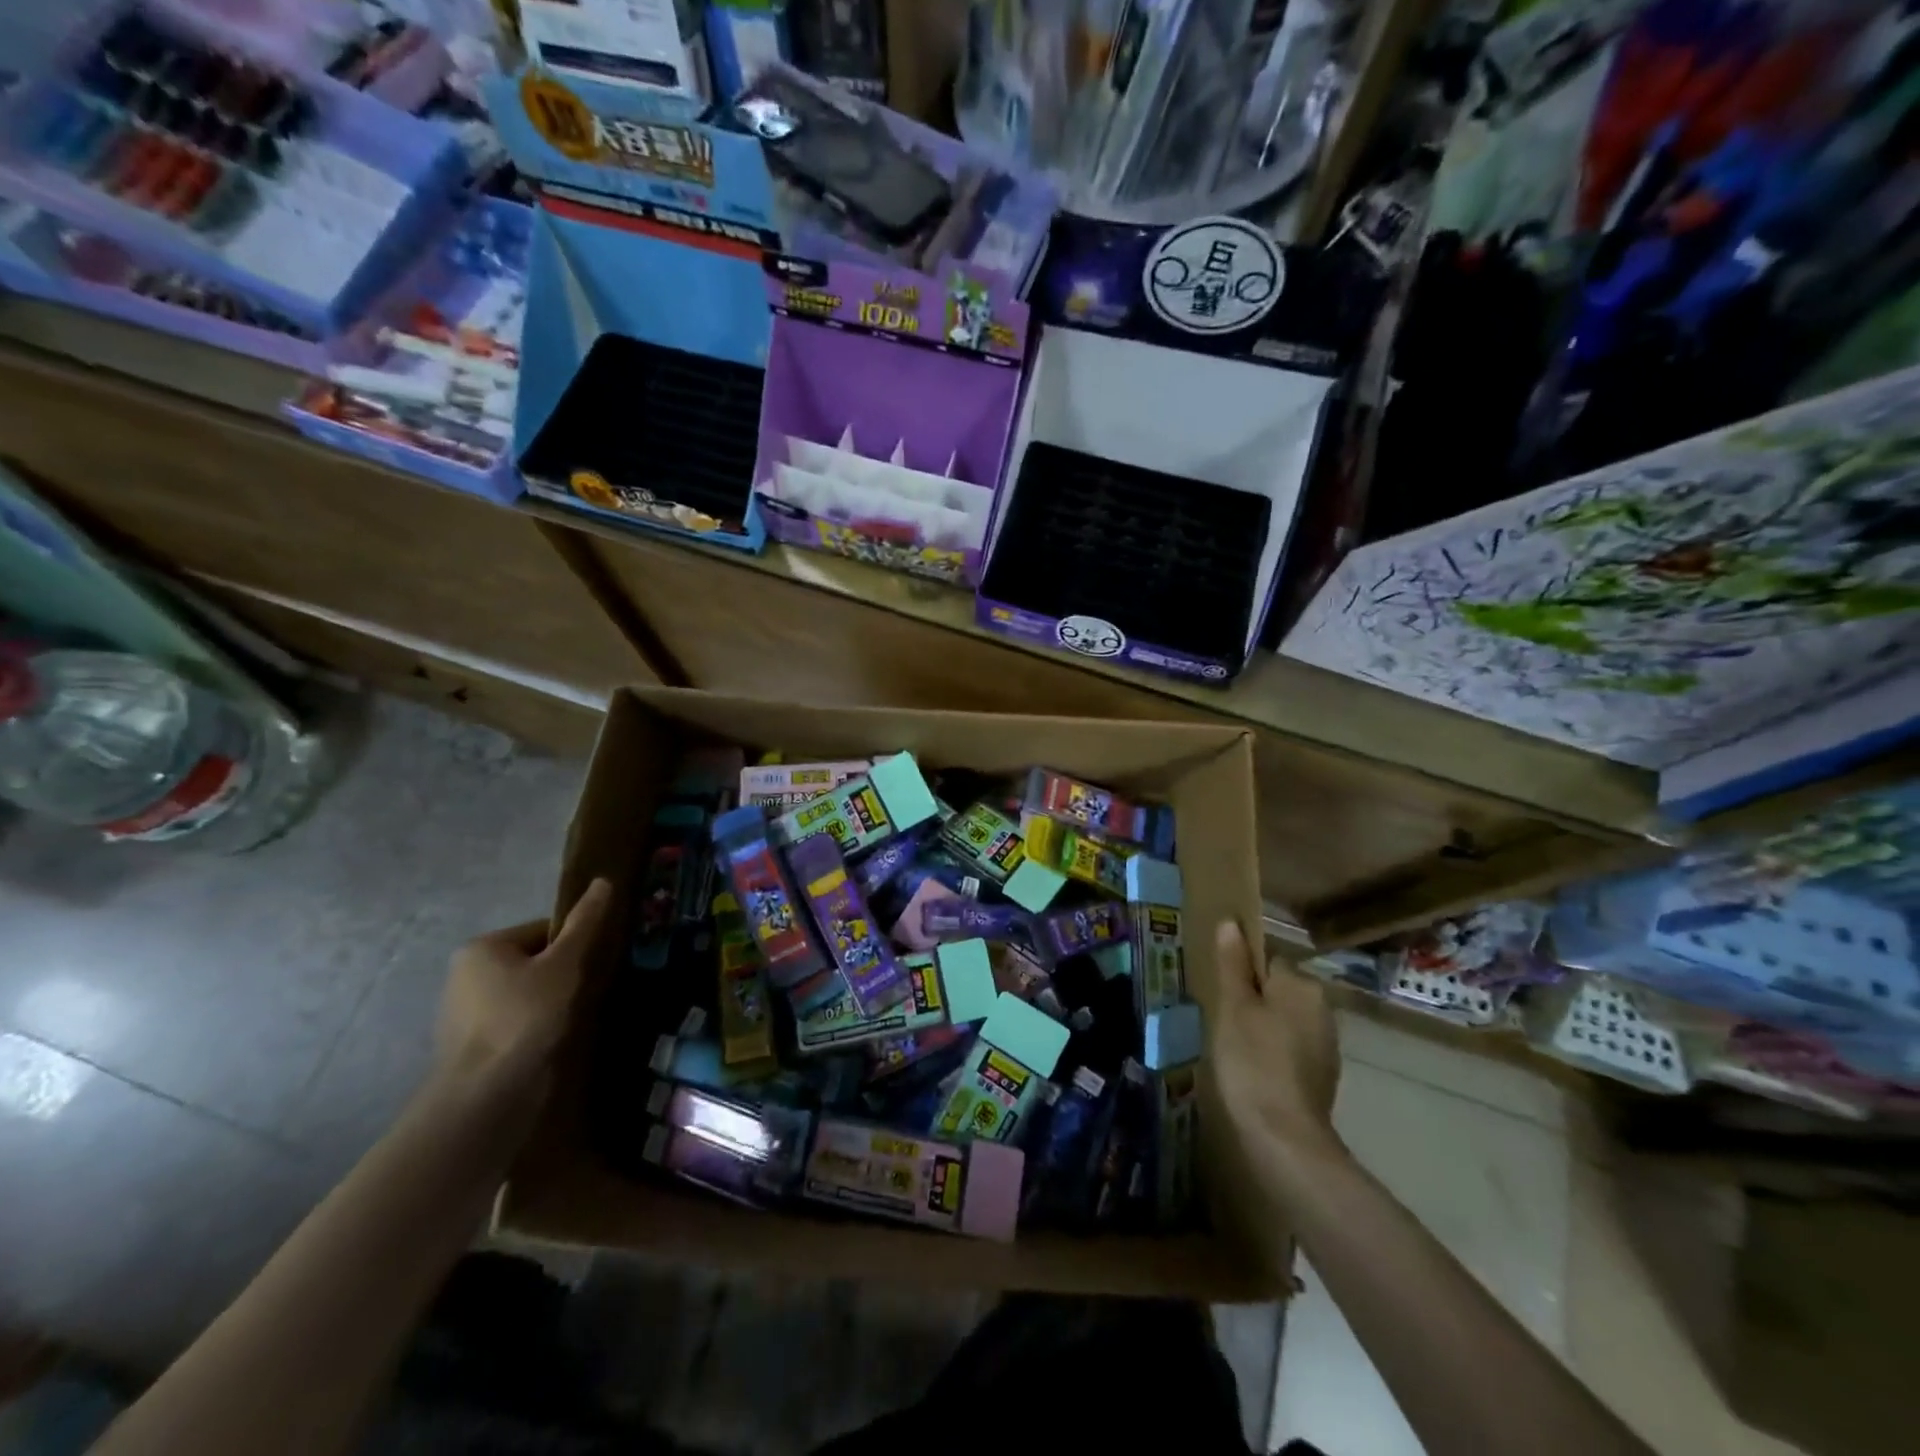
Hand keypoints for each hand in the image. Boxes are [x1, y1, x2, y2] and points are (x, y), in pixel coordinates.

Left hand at [436, 879, 612, 1093]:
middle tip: (588, 992)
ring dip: (552, 1002)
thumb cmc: (525, 1017)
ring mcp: (463, 1012)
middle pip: (534, 961)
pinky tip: (552, 1040)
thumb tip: (604, 881)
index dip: (575, 944)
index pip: (543, 930)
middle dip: (563, 974)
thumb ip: (584, 924)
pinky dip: (536, 1026)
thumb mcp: (564, 964)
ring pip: (526, 993)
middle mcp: (464, 974)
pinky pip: (515, 1021)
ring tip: (573, 1019)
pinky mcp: (470, 1046)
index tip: (593, 966)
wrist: (486, 1096)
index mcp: (482, 947)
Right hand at [1211, 920, 1344, 1174]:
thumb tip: (1232, 922)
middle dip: (1251, 998)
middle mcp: (1322, 1008)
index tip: (1219, 990)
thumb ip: (1233, 964)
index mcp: (1302, 985)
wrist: (1285, 1136)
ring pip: (1284, 1018)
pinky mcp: (1322, 1074)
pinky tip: (1252, 1069)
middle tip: (1220, 1017)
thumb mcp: (1233, 1007)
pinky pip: (1291, 1046)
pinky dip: (1273, 1051)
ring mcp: (1326, 1044)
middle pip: (1277, 988)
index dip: (1240, 971)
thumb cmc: (1253, 1061)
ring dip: (1262, 1025)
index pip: (1267, 959)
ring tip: (1232, 1045)